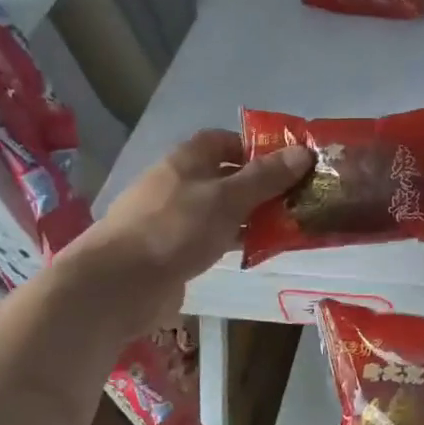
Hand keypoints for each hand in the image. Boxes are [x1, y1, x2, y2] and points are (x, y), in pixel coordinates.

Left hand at [76, 129, 311, 284]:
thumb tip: (304, 152)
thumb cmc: (175, 228)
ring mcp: (174, 218)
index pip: (225, 140)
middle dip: (261, 185)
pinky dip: (235, 239)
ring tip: (289, 225)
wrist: (119, 284)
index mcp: (188, 159)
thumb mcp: (228, 198)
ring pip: (221, 209)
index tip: (289, 163)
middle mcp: (179, 183)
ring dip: (251, 215)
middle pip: (226, 175)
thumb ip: (266, 177)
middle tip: (299, 197)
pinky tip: (259, 250)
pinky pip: (212, 237)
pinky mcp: (173, 250)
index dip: (256, 147)